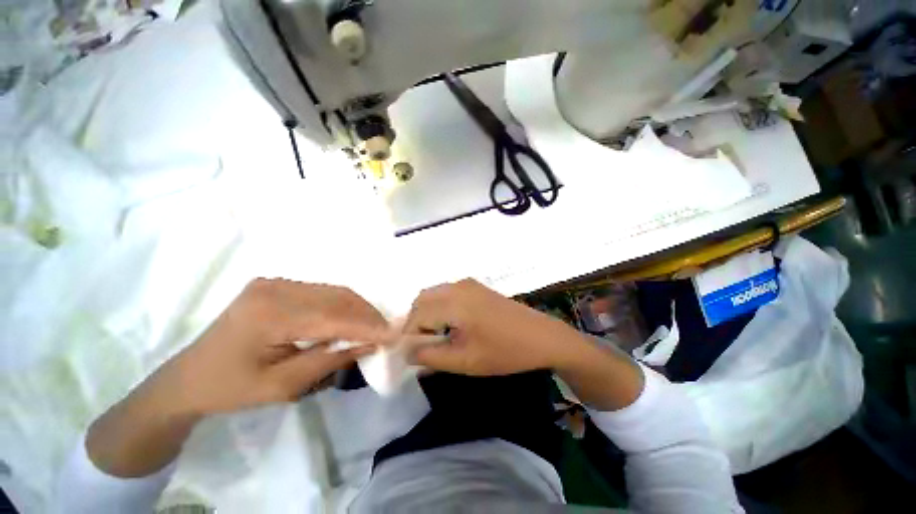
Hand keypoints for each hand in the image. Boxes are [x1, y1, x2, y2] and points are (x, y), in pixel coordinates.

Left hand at [158, 278, 388, 415]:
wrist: (189, 377)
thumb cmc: (230, 389)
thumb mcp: (282, 387)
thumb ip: (328, 361)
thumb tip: (368, 345)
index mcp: (268, 314)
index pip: (332, 317)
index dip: (366, 327)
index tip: (393, 336)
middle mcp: (275, 288)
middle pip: (337, 297)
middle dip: (367, 316)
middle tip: (387, 333)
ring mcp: (276, 282)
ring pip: (334, 291)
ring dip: (358, 309)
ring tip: (373, 328)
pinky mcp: (278, 284)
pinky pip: (323, 292)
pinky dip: (343, 306)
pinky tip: (350, 320)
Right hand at [403, 278, 643, 410]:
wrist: (542, 336)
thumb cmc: (504, 351)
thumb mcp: (465, 360)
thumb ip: (430, 356)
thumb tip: (405, 352)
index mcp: (453, 302)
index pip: (416, 316)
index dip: (408, 335)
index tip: (408, 355)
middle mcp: (457, 286)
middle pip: (422, 300)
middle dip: (416, 322)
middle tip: (422, 346)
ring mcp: (468, 284)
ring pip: (434, 295)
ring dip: (428, 314)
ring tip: (435, 338)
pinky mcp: (477, 287)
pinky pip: (448, 293)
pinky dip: (440, 307)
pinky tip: (451, 325)